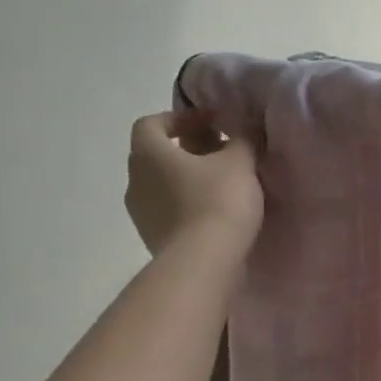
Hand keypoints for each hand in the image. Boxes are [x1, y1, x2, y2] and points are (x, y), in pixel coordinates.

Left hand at [125, 110, 263, 259]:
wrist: (204, 263)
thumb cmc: (218, 201)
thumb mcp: (240, 161)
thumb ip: (242, 139)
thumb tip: (244, 127)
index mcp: (150, 154)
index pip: (152, 123)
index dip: (182, 118)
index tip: (213, 122)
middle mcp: (136, 181)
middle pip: (157, 153)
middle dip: (189, 147)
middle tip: (222, 149)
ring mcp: (141, 213)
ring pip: (163, 182)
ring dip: (189, 176)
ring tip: (224, 181)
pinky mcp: (154, 237)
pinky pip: (169, 208)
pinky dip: (189, 201)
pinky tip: (218, 208)